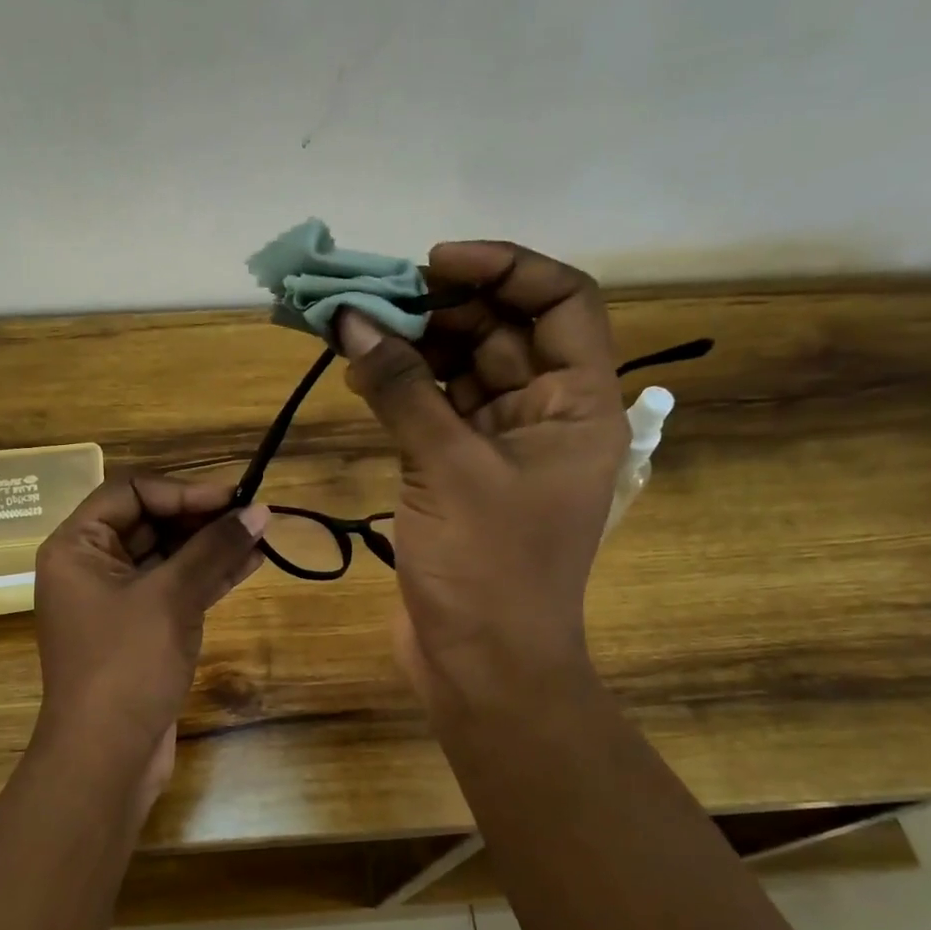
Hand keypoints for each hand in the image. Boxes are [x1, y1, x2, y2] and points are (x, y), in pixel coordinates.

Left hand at [32, 475, 269, 799]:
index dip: (182, 490)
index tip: (232, 499)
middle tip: (253, 516)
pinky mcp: (139, 630)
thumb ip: (214, 549)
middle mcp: (91, 566)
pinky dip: (208, 576)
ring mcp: (115, 600)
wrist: (105, 758)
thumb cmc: (126, 665)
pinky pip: (174, 588)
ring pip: (167, 556)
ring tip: (262, 535)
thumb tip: (260, 512)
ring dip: (211, 546)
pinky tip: (250, 564)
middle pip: (149, 521)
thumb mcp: (171, 598)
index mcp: (76, 547)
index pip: (130, 492)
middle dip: (201, 517)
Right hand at [336, 241, 626, 709]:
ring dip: (413, 347)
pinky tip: (359, 375)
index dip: (504, 268)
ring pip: (461, 371)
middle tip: (374, 298)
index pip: (561, 302)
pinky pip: (433, 412)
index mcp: (578, 405)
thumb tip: (352, 321)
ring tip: (355, 331)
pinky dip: (400, 390)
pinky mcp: (459, 474)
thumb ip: (402, 389)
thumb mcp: (446, 468)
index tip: (434, 263)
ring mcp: (499, 446)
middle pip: (502, 333)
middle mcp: (545, 416)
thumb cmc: (488, 568)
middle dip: (441, 308)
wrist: (481, 666)